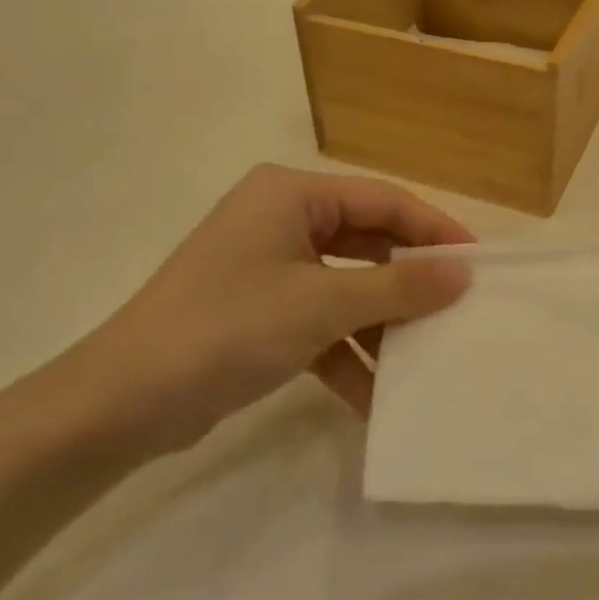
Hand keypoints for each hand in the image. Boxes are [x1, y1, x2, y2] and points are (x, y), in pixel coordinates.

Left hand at [68, 165, 473, 454]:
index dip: (433, 229)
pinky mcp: (261, 312)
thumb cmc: (227, 329)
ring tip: (426, 358)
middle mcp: (282, 220)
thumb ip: (398, 286)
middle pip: (368, 242)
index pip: (382, 201)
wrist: (121, 404)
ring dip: (381, 324)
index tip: (477, 264)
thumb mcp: (322, 305)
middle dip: (409, 282)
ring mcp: (269, 268)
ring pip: (347, 286)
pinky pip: (321, 322)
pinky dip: (347, 354)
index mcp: (292, 195)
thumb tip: (462, 272)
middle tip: (458, 309)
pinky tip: (375, 397)